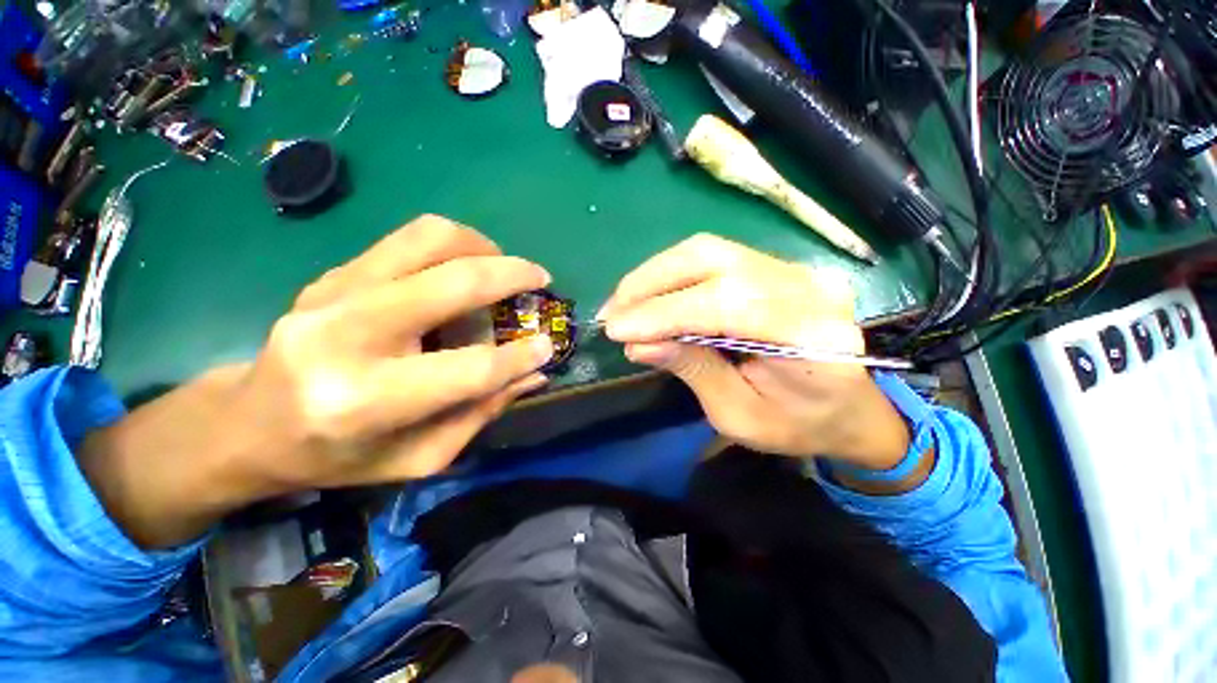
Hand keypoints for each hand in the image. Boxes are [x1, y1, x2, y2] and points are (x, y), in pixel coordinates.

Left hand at [81, 215, 553, 546]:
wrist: (249, 425)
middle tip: (540, 278)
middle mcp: (346, 336)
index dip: (519, 357)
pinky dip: (453, 245)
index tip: (547, 346)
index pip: (468, 370)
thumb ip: (481, 412)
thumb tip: (534, 373)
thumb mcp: (418, 458)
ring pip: (428, 239)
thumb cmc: (338, 456)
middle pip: (451, 283)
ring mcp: (333, 294)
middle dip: (511, 275)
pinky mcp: (333, 275)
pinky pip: (408, 240)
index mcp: (366, 400)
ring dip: (481, 246)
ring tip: (502, 266)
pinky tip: (464, 269)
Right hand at [599, 234, 909, 470]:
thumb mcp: (738, 415)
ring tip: (624, 302)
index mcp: (812, 337)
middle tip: (613, 311)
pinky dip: (673, 274)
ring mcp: (795, 269)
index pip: (726, 304)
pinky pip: (715, 258)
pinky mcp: (778, 267)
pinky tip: (651, 295)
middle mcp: (808, 287)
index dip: (664, 313)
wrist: (848, 409)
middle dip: (652, 283)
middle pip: (714, 261)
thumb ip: (691, 370)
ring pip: (710, 251)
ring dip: (657, 274)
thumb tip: (637, 343)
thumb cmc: (797, 425)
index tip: (616, 329)